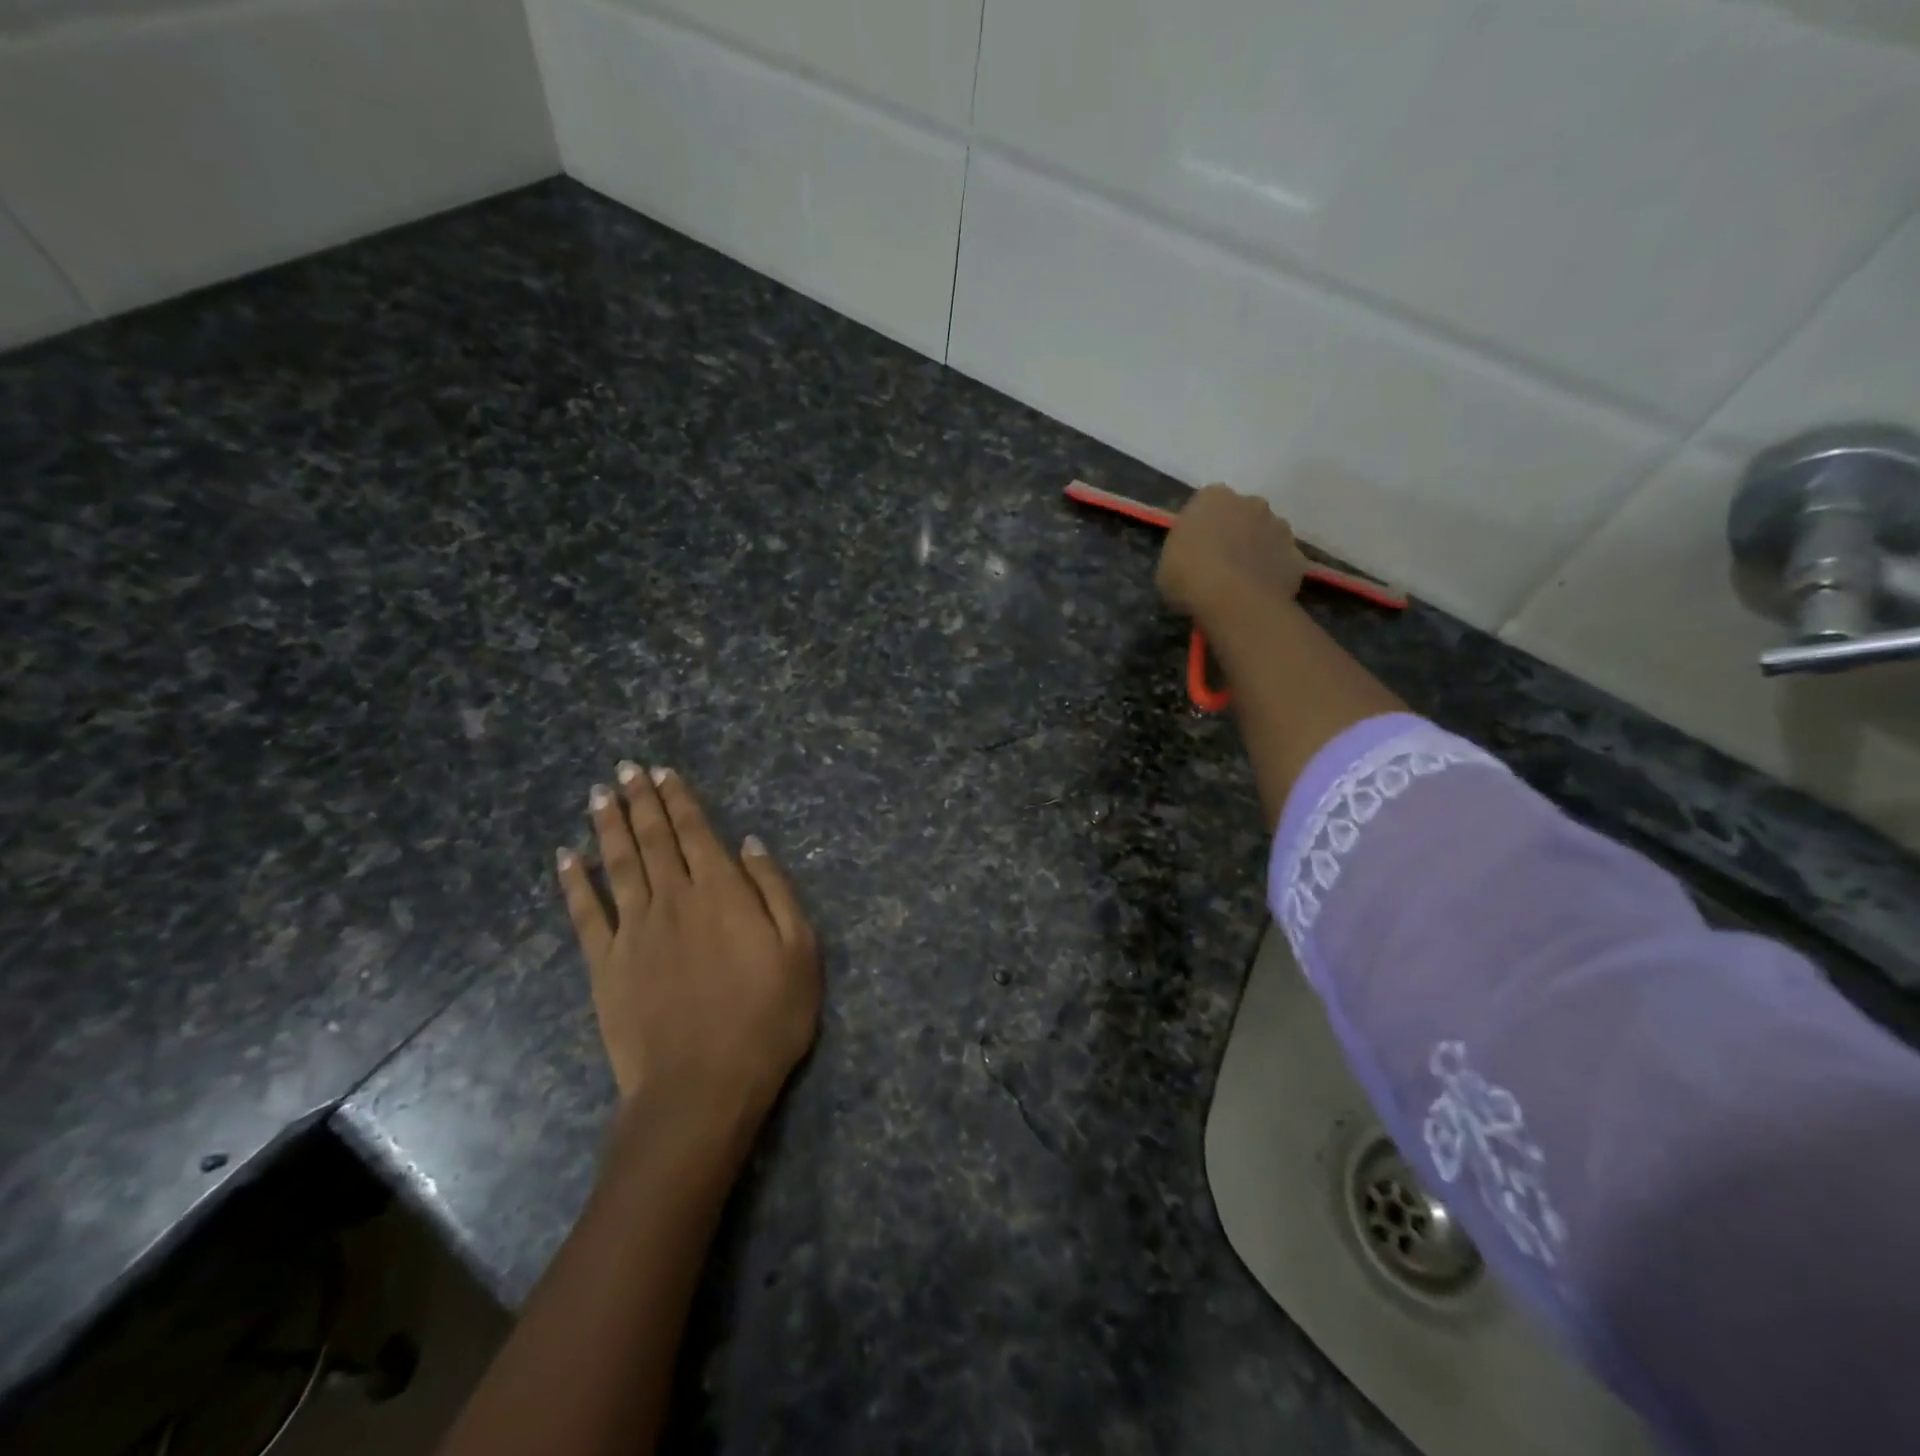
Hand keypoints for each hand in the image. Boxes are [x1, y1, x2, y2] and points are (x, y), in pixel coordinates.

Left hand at [557, 764, 820, 1117]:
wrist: (702, 1086)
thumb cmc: (766, 1018)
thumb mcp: (801, 951)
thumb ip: (774, 890)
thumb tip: (750, 843)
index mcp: (722, 892)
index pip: (696, 832)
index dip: (679, 800)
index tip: (662, 772)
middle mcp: (674, 899)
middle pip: (654, 839)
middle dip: (641, 801)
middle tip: (625, 769)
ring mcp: (634, 931)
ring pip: (618, 864)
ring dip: (608, 827)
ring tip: (600, 795)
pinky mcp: (606, 965)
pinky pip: (585, 914)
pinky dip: (573, 882)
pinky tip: (565, 857)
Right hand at [1155, 484, 1307, 625]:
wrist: (1235, 601)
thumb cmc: (1190, 577)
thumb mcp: (1166, 562)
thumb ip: (1183, 548)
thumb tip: (1193, 553)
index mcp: (1213, 497)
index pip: (1206, 503)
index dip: (1201, 526)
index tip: (1194, 547)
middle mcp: (1251, 502)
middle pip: (1242, 514)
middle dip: (1234, 532)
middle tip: (1219, 563)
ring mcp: (1280, 527)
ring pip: (1266, 535)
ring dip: (1256, 549)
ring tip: (1241, 580)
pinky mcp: (1297, 555)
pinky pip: (1282, 561)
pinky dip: (1273, 572)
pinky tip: (1260, 592)